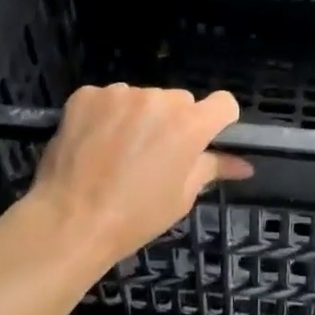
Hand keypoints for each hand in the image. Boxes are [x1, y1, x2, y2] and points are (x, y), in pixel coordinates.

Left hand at [28, 85, 252, 267]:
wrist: (69, 221)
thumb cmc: (134, 216)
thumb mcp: (181, 197)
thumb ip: (212, 169)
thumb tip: (244, 165)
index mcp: (189, 124)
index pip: (223, 103)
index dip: (218, 121)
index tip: (206, 139)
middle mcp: (159, 99)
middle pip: (179, 101)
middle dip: (174, 122)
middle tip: (155, 155)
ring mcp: (121, 93)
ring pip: (142, 98)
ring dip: (138, 116)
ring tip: (118, 151)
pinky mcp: (87, 94)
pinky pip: (107, 98)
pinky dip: (105, 115)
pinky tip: (94, 141)